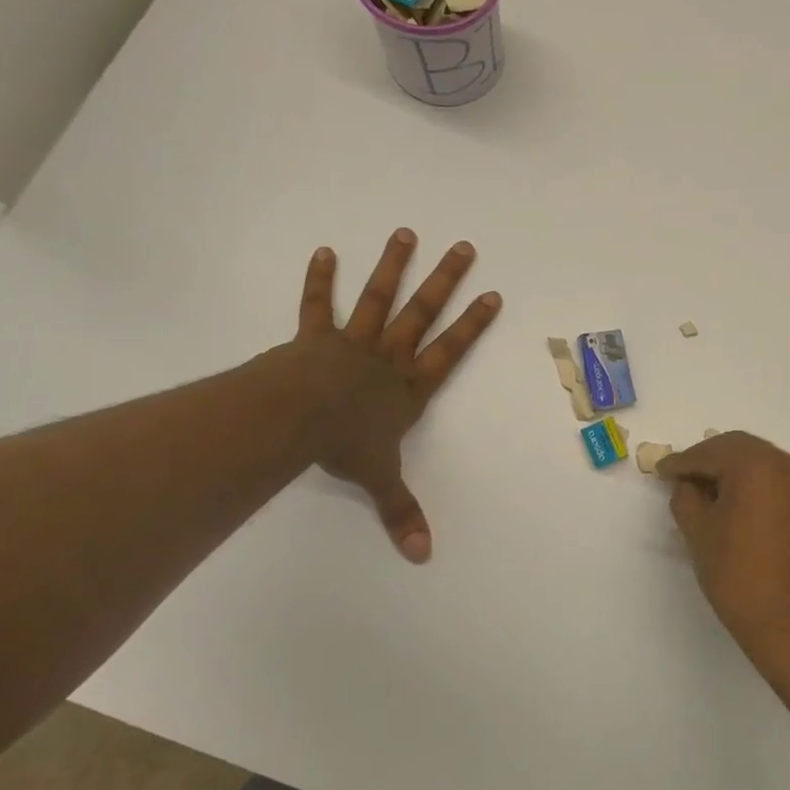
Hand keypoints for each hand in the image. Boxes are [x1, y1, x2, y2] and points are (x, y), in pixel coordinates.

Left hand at [289, 229, 500, 561]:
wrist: (297, 418)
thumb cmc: (345, 444)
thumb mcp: (381, 480)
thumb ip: (402, 512)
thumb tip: (423, 555)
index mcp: (410, 387)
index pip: (451, 351)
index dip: (473, 324)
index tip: (492, 294)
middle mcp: (389, 357)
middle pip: (424, 313)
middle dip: (446, 281)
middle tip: (464, 248)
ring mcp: (353, 342)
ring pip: (380, 299)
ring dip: (394, 266)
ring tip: (406, 233)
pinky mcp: (315, 337)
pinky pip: (319, 306)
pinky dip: (321, 280)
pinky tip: (325, 252)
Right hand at [656, 432, 789, 671]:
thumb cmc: (738, 574)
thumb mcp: (699, 532)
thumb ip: (686, 497)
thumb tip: (687, 483)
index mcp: (757, 464)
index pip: (710, 453)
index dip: (681, 462)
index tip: (659, 470)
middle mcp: (785, 463)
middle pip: (737, 448)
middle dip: (706, 459)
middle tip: (678, 476)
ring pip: (757, 460)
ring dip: (729, 468)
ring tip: (700, 489)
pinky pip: (772, 477)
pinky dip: (749, 480)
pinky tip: (729, 499)